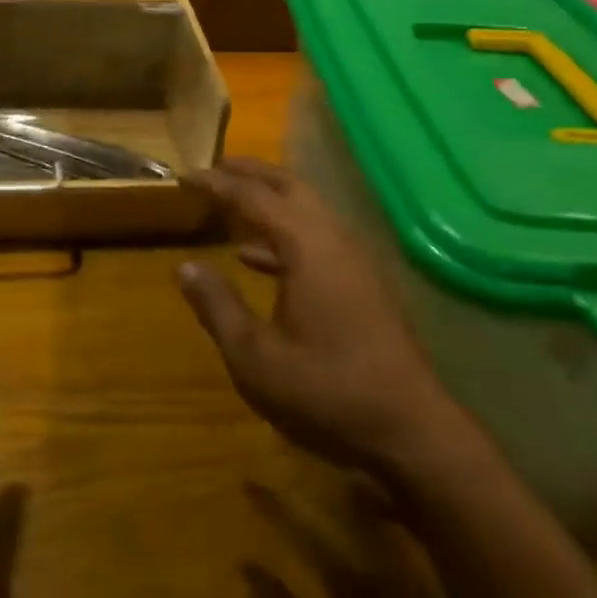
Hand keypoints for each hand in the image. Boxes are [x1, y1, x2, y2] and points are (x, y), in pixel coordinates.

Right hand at [177, 158, 469, 477]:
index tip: (185, 174)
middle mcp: (332, 238)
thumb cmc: (327, 390)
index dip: (217, 182)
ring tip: (232, 201)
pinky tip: (255, 259)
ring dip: (269, 199)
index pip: (253, 196)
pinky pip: (315, 237)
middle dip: (250, 173)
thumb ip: (218, 306)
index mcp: (306, 245)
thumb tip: (185, 267)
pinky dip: (283, 234)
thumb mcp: (256, 357)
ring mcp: (352, 259)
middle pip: (288, 186)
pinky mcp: (360, 282)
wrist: (411, 430)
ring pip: (306, 209)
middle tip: (214, 168)